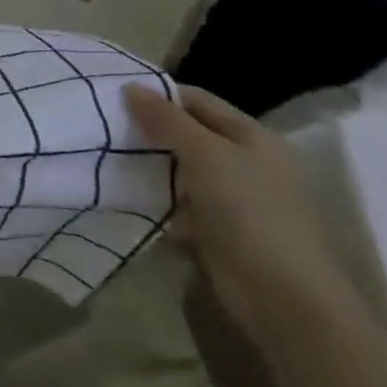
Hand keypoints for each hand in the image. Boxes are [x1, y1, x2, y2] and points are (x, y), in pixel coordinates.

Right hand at [124, 83, 361, 357]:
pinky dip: (155, 197)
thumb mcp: (206, 155)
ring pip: (179, 168)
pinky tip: (124, 192)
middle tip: (103, 124)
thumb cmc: (250, 213)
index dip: (158, 94)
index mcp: (252, 136)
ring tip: (104, 154)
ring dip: (148, 164)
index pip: (197, 100)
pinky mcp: (216, 229)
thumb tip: (131, 87)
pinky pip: (178, 202)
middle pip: (187, 133)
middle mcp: (244, 162)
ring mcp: (231, 198)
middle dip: (148, 129)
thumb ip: (167, 119)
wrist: (283, 299)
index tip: (113, 95)